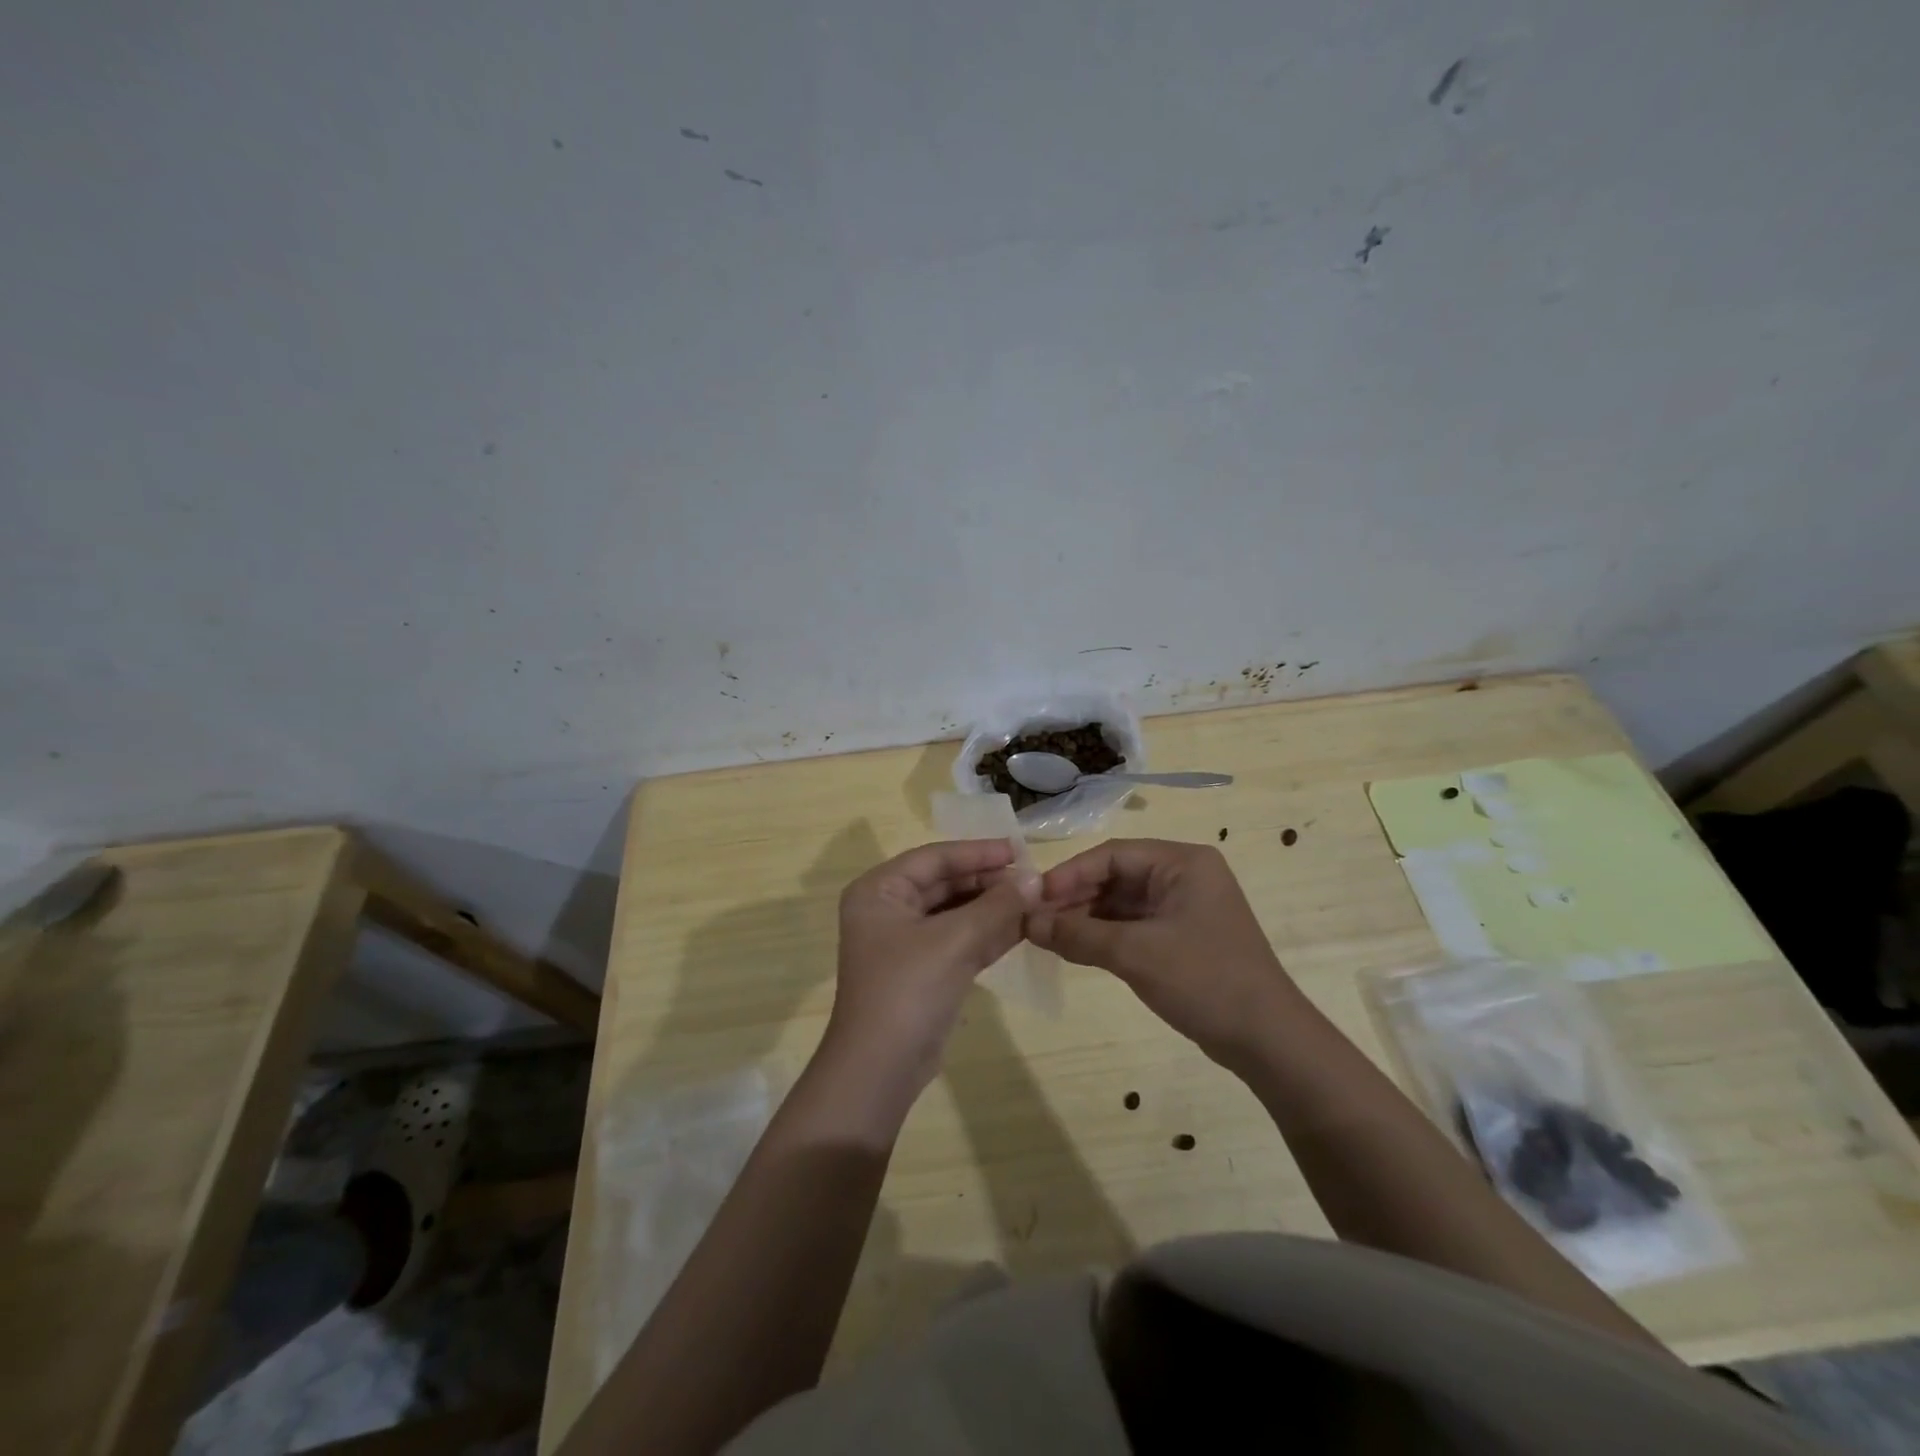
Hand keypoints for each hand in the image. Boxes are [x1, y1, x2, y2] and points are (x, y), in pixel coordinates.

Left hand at [822, 839, 1031, 1104]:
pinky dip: (989, 933)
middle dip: (988, 881)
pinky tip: (1023, 926)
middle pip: (945, 883)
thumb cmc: (908, 989)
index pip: (934, 858)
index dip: (977, 852)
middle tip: (1033, 878)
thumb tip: (1036, 878)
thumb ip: (997, 906)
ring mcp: (906, 942)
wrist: (881, 1069)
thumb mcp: (954, 941)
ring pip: (956, 912)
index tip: (1019, 850)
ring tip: (1035, 899)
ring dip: (993, 907)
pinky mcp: (925, 971)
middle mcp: (889, 910)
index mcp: (880, 891)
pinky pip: (960, 940)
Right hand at [1026, 838, 1297, 1068]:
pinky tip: (1074, 948)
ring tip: (1046, 935)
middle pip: (1117, 876)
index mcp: (1183, 862)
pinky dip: (1104, 935)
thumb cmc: (1204, 980)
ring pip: (1122, 903)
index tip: (1035, 896)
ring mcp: (1184, 907)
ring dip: (1086, 918)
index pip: (1114, 855)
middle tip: (1035, 918)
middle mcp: (1184, 876)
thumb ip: (1078, 935)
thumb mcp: (1135, 954)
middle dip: (1076, 897)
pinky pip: (1133, 925)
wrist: (1267, 1040)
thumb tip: (1027, 924)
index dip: (1071, 873)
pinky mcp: (1181, 936)